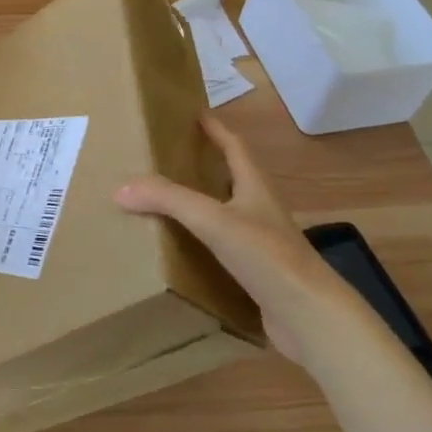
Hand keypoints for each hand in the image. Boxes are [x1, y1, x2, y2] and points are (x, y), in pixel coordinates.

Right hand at [114, 115, 357, 364]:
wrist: (310, 317)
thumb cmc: (267, 256)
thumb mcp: (213, 220)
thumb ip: (168, 200)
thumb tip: (120, 188)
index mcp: (255, 187)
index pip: (235, 147)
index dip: (215, 129)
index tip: (194, 114)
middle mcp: (260, 210)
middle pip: (231, 178)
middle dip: (203, 165)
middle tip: (167, 158)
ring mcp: (262, 243)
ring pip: (226, 214)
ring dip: (201, 205)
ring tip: (166, 201)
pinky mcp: (258, 274)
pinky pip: (224, 249)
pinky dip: (202, 243)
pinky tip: (181, 250)